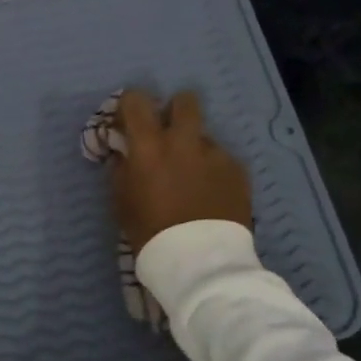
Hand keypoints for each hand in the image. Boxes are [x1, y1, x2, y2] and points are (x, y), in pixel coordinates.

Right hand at [108, 89, 251, 254]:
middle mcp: (184, 140)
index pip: (136, 99)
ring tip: (193, 178)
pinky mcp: (238, 171)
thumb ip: (122, 168)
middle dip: (176, 110)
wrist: (200, 260)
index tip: (129, 120)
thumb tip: (124, 152)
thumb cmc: (150, 231)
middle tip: (170, 132)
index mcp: (149, 145)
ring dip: (195, 148)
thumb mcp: (122, 200)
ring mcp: (215, 154)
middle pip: (185, 101)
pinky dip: (214, 171)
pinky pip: (222, 160)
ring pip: (205, 136)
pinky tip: (211, 195)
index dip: (131, 104)